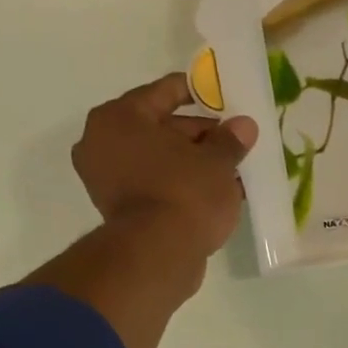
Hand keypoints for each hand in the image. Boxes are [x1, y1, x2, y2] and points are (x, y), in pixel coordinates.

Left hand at [71, 73, 258, 256]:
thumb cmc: (185, 194)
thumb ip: (230, 141)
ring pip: (159, 160)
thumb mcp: (217, 163)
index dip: (197, 92)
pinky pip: (156, 185)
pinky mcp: (120, 210)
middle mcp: (103, 142)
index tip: (221, 96)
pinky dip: (180, 185)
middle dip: (198, 135)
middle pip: (159, 128)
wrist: (158, 254)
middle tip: (232, 142)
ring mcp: (108, 178)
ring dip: (192, 163)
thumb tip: (244, 125)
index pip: (163, 92)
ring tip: (229, 170)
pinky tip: (212, 193)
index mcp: (120, 117)